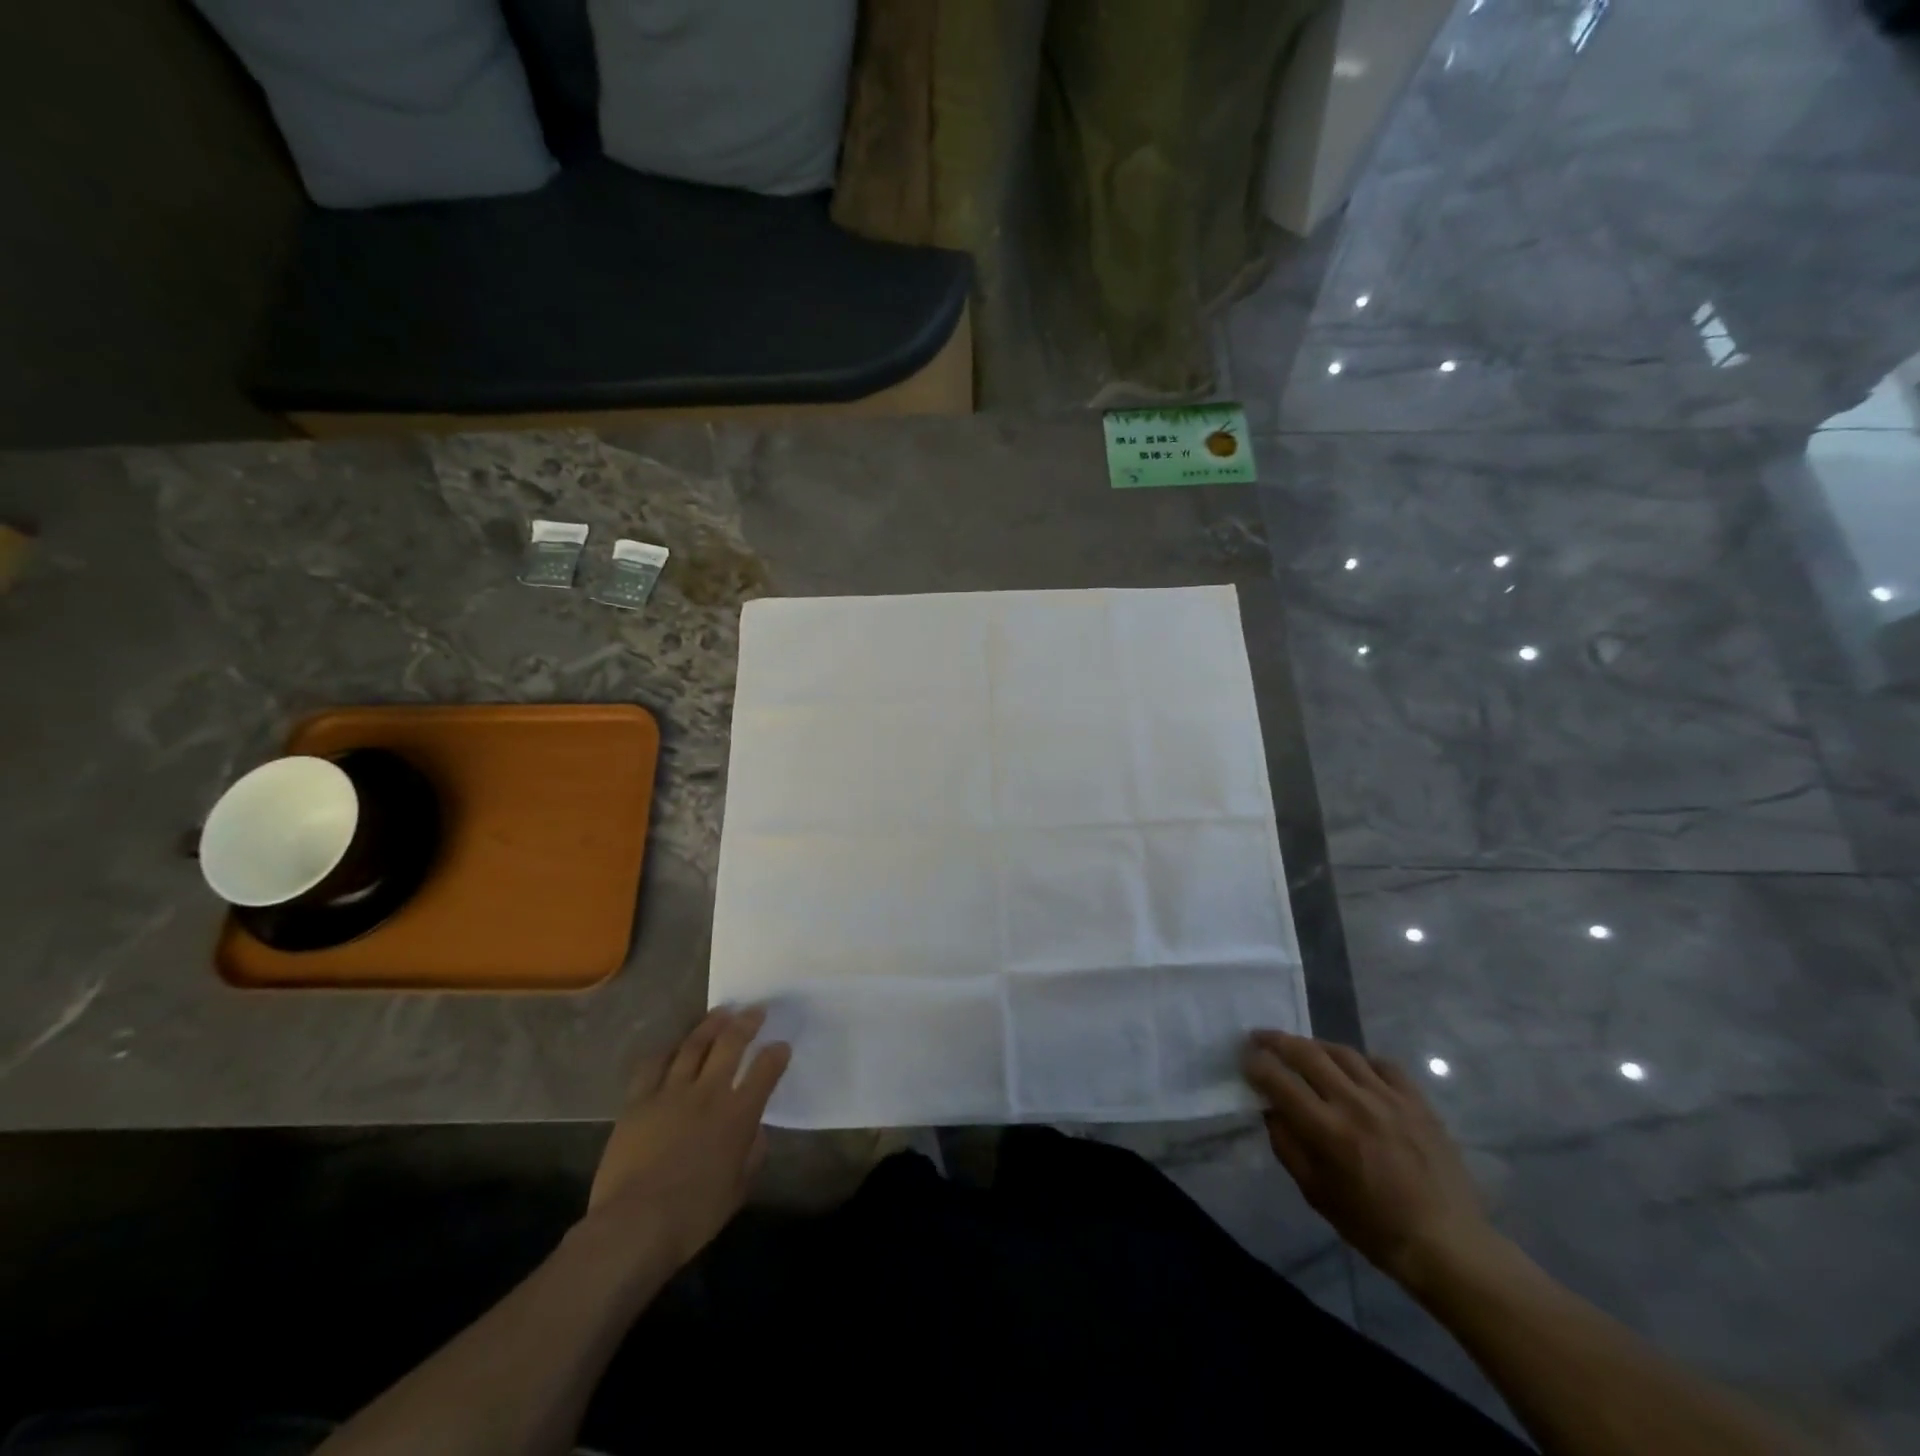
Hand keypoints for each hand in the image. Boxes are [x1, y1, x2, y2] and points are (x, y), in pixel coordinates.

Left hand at [584, 1006, 790, 1268]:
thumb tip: (755, 1131)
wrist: (633, 1226)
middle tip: (756, 1010)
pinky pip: (654, 1064)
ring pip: (694, 1045)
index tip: (781, 1045)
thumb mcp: (738, 1189)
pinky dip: (668, 1050)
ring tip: (722, 1012)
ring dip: (711, 1024)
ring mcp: (671, 1092)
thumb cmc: (693, 1216)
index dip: (777, 1054)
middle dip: (747, 1023)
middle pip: (731, 1044)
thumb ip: (752, 1154)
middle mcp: (708, 1093)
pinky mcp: (639, 1100)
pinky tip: (675, 1044)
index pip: (765, 1071)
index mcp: (738, 1115)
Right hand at [1243, 1029, 1496, 1287]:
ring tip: (1301, 1048)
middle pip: (1307, 1053)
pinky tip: (1352, 1068)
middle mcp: (1355, 1104)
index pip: (1279, 1080)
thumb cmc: (1373, 1227)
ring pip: (1343, 1052)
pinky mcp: (1417, 1101)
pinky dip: (1359, 1060)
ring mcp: (1390, 1098)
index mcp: (1328, 1130)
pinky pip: (1382, 1064)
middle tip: (1260, 1037)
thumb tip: (1269, 1109)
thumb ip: (1287, 1145)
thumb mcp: (1315, 1193)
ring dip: (1314, 1045)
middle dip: (1277, 1041)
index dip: (1256, 1064)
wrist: (1447, 1244)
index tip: (1244, 1058)